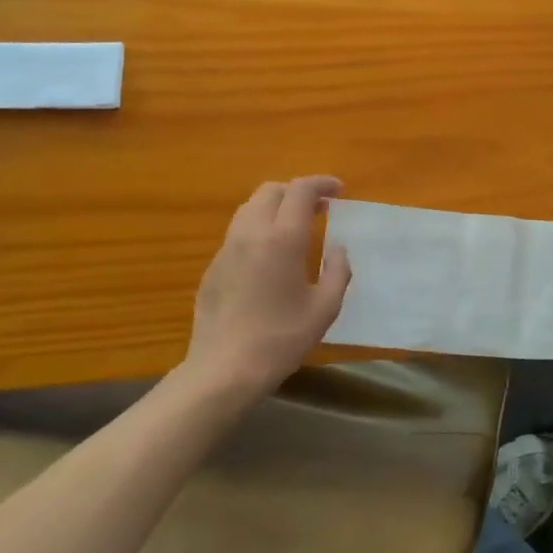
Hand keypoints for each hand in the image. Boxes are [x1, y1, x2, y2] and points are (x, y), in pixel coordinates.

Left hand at [180, 177, 351, 399]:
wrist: (224, 369)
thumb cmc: (281, 339)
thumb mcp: (325, 308)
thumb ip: (338, 271)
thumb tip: (338, 249)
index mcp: (282, 238)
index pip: (301, 190)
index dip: (322, 183)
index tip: (339, 191)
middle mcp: (251, 233)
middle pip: (271, 191)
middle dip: (297, 192)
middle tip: (319, 209)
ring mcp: (227, 249)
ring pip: (250, 209)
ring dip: (275, 208)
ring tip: (295, 228)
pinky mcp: (212, 268)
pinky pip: (238, 234)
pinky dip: (259, 230)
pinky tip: (270, 258)